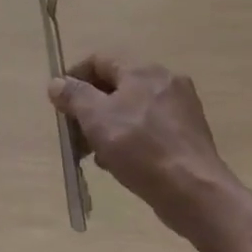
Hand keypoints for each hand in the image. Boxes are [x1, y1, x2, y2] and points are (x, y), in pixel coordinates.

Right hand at [49, 55, 235, 236]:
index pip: (99, 59)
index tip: (60, 104)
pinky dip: (131, 138)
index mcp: (142, 69)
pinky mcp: (189, 133)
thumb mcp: (97, 119)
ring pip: (133, 108)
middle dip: (91, 108)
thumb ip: (74, 96)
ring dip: (109, 126)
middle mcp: (165, 79)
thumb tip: (56, 83)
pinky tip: (121, 163)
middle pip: (117, 84)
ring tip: (96, 154)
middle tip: (75, 134)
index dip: (75, 77)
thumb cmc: (141, 149)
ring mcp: (181, 107)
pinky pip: (150, 127)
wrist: (195, 192)